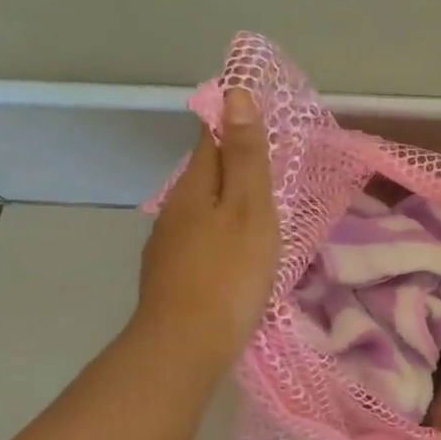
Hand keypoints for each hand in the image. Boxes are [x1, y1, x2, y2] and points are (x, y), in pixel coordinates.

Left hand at [134, 87, 279, 371]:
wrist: (186, 345)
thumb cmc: (229, 273)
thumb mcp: (250, 210)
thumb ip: (246, 156)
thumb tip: (236, 94)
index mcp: (194, 188)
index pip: (210, 138)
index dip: (232, 122)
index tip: (260, 115)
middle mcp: (175, 210)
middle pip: (205, 174)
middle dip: (233, 163)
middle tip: (271, 163)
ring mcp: (169, 245)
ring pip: (202, 210)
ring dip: (227, 202)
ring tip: (260, 208)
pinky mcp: (173, 276)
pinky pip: (200, 240)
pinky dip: (221, 234)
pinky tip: (236, 252)